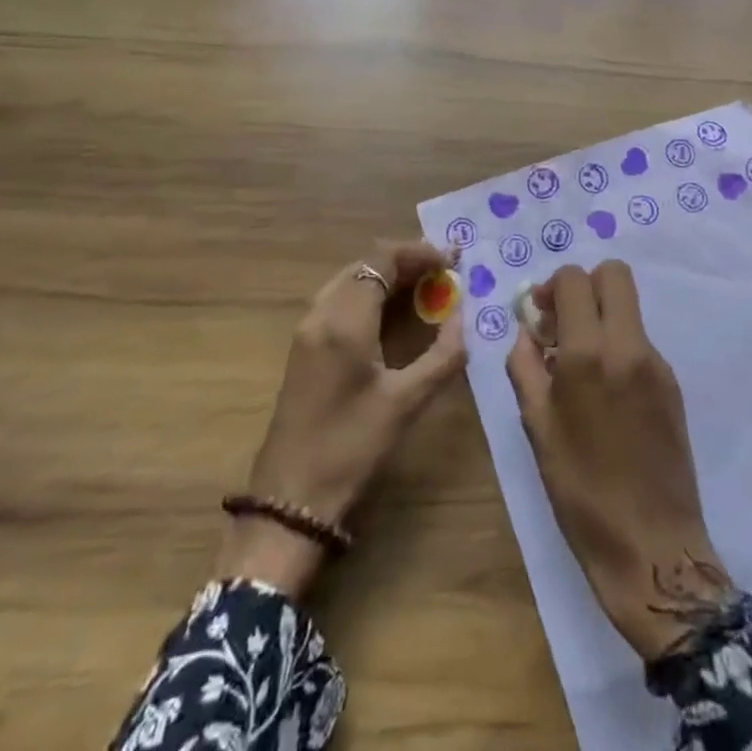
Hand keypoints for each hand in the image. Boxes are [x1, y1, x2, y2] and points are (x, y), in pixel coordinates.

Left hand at [219, 241, 467, 596]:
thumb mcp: (406, 403)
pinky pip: (340, 298)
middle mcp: (321, 313)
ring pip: (351, 279)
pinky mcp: (304, 345)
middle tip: (445, 271)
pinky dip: (371, 293)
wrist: (290, 499)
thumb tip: (462, 317)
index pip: (382, 260)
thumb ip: (442, 355)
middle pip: (365, 264)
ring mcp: (308, 328)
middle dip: (407, 260)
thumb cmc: (351, 448)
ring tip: (427, 286)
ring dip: (388, 275)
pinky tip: (395, 311)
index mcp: (345, 321)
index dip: (420, 252)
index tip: (453, 260)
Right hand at [505, 261, 728, 660]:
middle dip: (585, 286)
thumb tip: (528, 331)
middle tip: (564, 324)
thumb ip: (525, 367)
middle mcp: (628, 345)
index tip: (540, 317)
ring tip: (580, 367)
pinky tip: (606, 394)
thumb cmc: (581, 491)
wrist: (651, 545)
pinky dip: (618, 346)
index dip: (552, 287)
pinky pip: (640, 341)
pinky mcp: (672, 383)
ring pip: (629, 308)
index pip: (574, 279)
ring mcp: (656, 363)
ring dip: (602, 317)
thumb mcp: (537, 428)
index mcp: (588, 354)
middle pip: (614, 274)